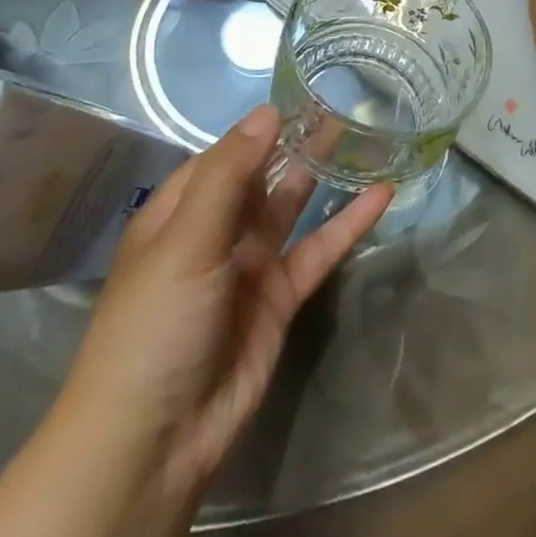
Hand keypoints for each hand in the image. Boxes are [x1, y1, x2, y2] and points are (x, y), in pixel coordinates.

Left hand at [54, 106, 391, 502]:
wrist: (154, 441)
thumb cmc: (155, 326)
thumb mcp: (186, 241)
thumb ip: (229, 175)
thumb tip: (267, 113)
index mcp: (179, 213)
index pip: (225, 155)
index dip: (261, 128)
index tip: (304, 95)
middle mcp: (215, 233)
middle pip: (262, 176)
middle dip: (296, 145)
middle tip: (343, 108)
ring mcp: (251, 266)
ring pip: (294, 208)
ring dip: (324, 176)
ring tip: (364, 137)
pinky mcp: (281, 299)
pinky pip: (319, 250)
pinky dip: (348, 224)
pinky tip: (381, 196)